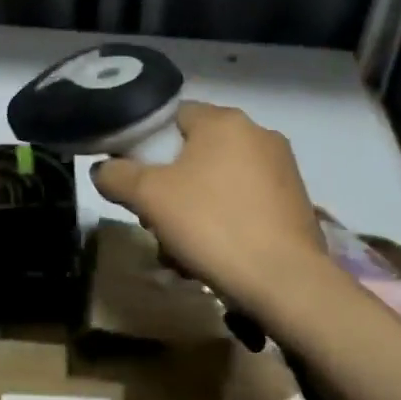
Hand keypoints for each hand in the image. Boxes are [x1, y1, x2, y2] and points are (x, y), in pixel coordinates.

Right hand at [92, 102, 332, 327]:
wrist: (285, 283)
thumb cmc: (211, 224)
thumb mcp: (147, 196)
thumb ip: (116, 175)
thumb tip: (104, 169)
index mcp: (225, 121)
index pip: (172, 116)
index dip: (146, 144)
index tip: (135, 178)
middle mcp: (259, 134)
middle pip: (194, 151)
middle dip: (170, 184)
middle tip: (155, 218)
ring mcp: (283, 169)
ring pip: (218, 181)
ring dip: (193, 207)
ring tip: (180, 247)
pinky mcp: (296, 203)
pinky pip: (244, 202)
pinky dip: (224, 221)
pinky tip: (212, 254)